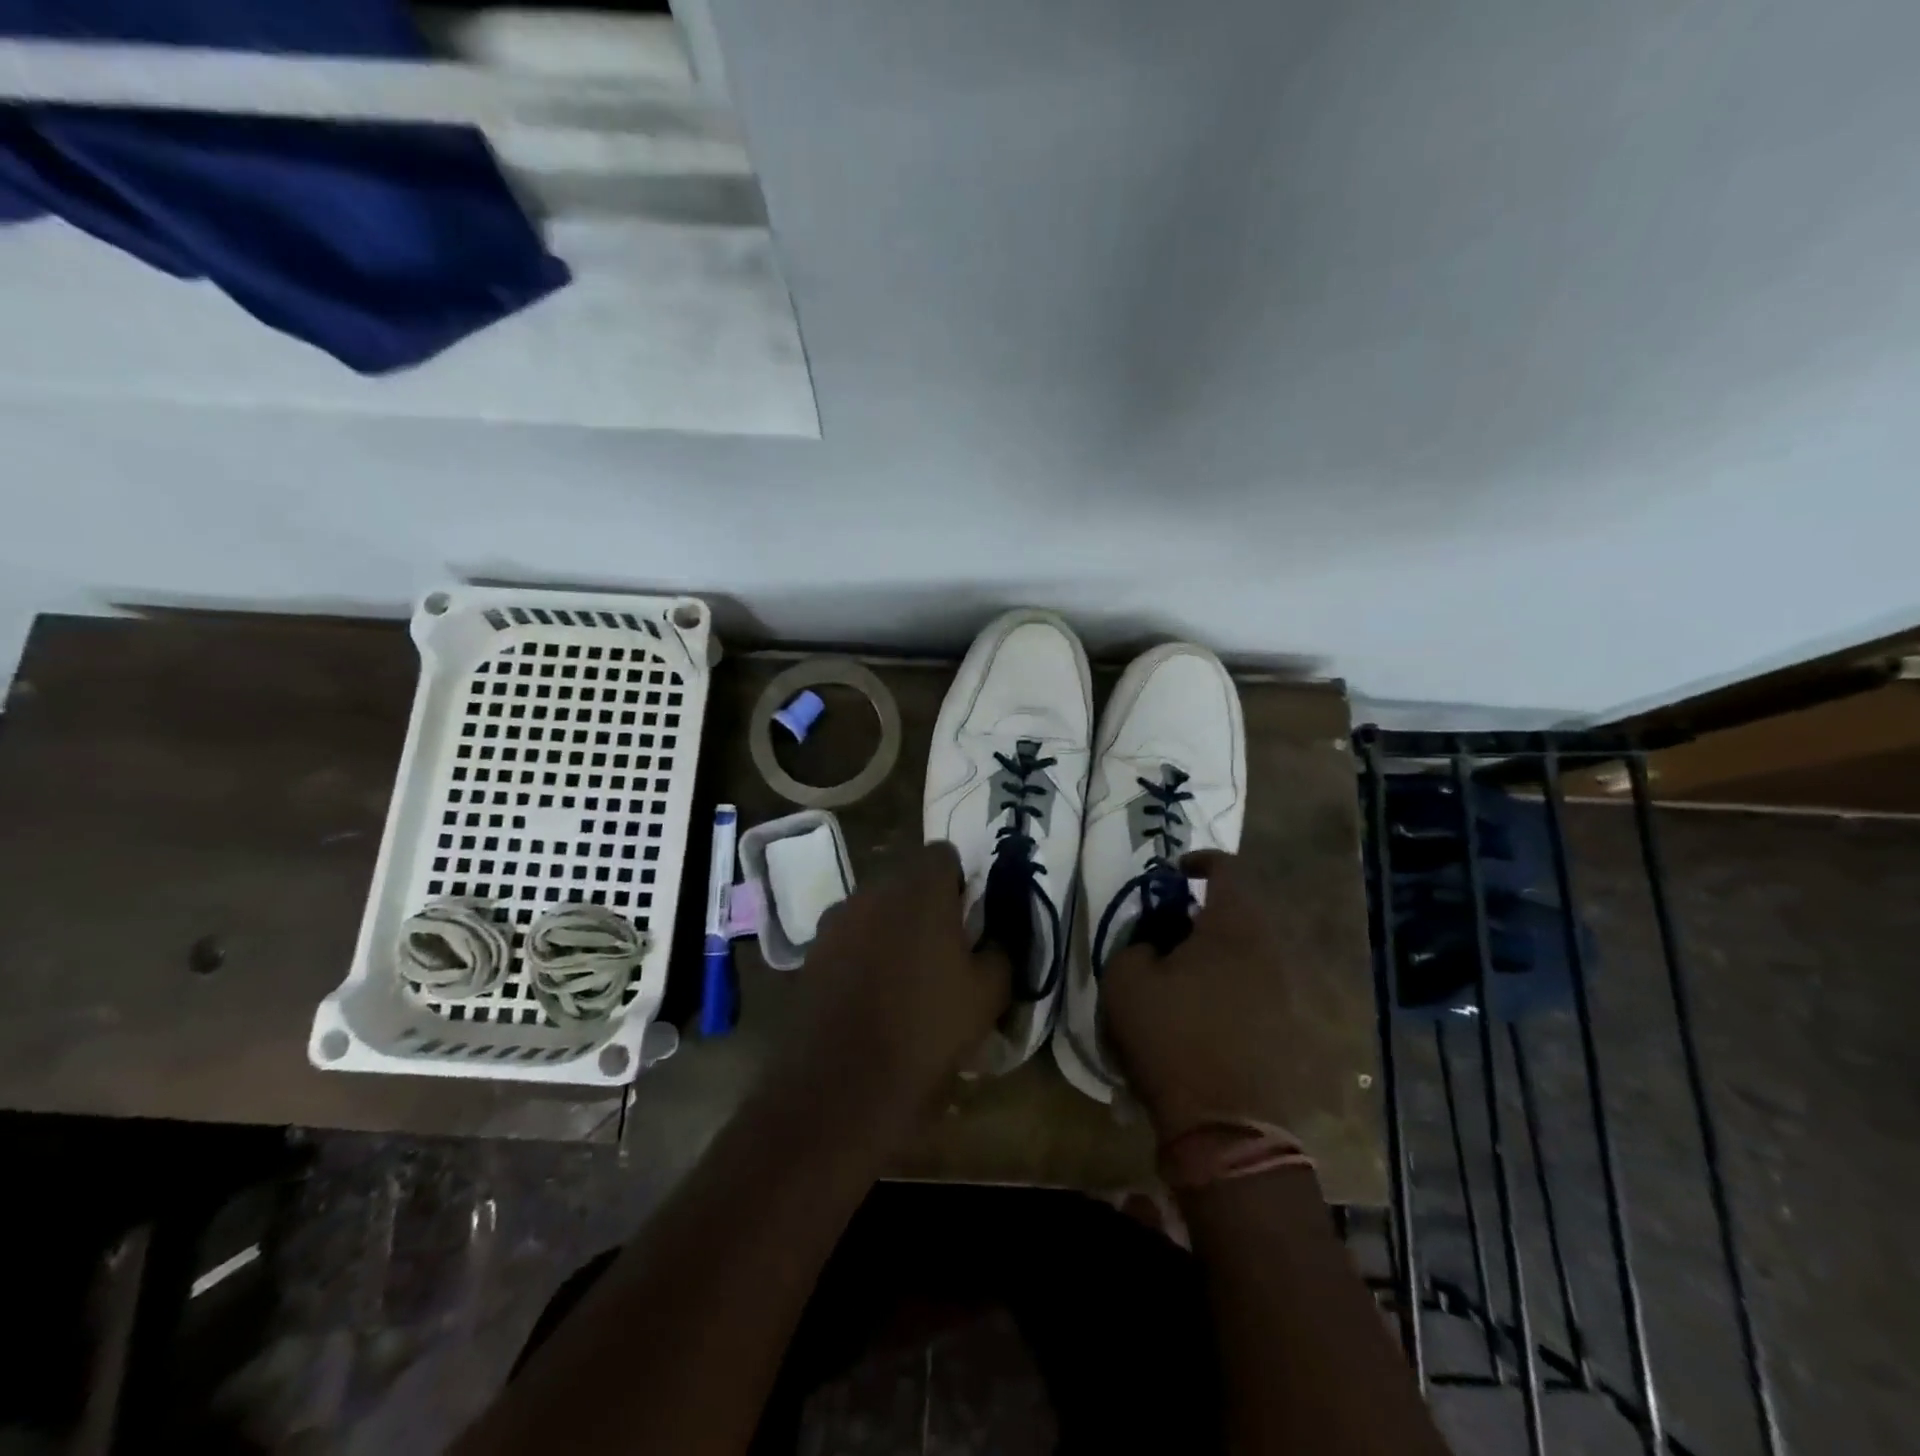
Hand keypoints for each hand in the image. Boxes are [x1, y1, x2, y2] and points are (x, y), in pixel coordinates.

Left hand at [779, 841, 1010, 1114]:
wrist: (843, 1083)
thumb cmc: (927, 1030)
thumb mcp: (988, 994)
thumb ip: (1000, 951)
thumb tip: (994, 937)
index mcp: (920, 890)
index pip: (943, 854)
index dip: (959, 881)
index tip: (966, 918)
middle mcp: (873, 892)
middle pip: (906, 881)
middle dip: (924, 905)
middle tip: (940, 949)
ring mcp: (836, 921)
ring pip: (874, 910)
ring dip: (890, 928)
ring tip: (902, 977)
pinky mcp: (812, 952)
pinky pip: (847, 938)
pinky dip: (861, 954)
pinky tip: (869, 996)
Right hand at [1101, 851, 1303, 1141]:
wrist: (1225, 1128)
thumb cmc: (1171, 1040)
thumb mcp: (1126, 980)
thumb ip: (1136, 943)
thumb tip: (1155, 944)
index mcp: (1233, 928)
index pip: (1228, 868)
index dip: (1201, 860)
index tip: (1175, 874)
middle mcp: (1271, 950)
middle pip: (1242, 910)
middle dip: (1206, 913)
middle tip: (1172, 933)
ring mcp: (1289, 992)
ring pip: (1253, 950)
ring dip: (1221, 951)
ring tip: (1187, 977)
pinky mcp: (1293, 1028)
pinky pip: (1262, 987)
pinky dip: (1236, 985)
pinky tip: (1209, 1014)